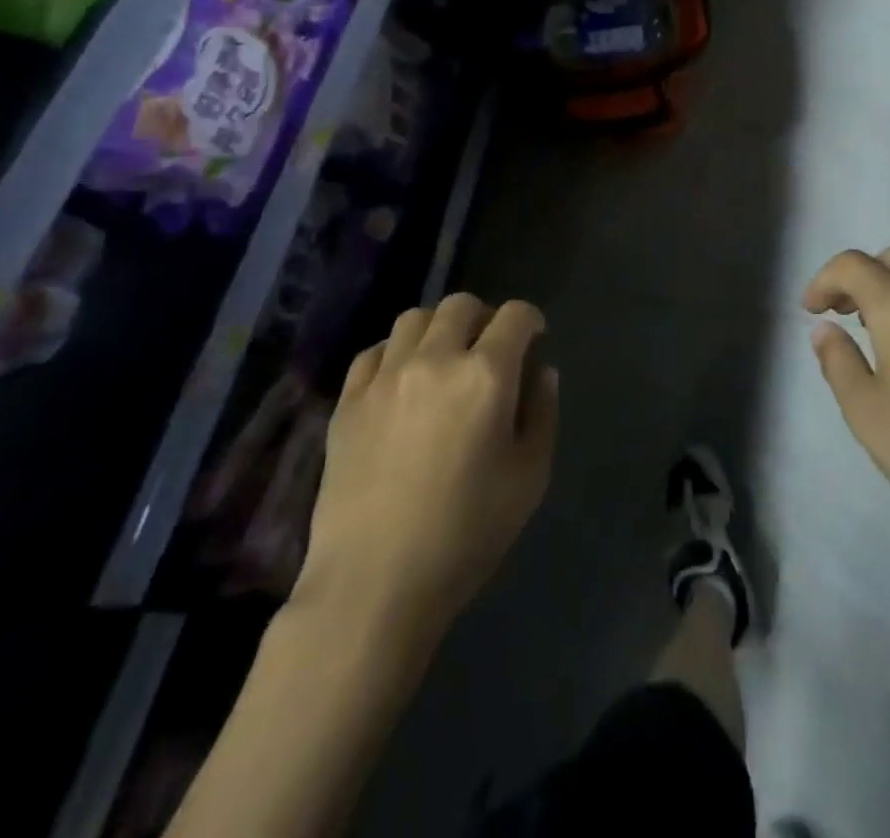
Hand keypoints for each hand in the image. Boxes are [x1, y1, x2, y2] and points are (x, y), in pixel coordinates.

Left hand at [294, 294, 557, 641]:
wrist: (374, 584)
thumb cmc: (466, 534)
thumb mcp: (529, 477)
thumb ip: (542, 413)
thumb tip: (540, 372)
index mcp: (486, 376)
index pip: (514, 316)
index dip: (530, 319)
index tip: (534, 336)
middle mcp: (435, 360)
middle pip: (461, 305)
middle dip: (484, 317)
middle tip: (490, 348)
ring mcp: (385, 377)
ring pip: (414, 319)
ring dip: (438, 329)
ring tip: (444, 359)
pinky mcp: (348, 401)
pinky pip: (374, 353)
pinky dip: (395, 354)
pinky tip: (402, 382)